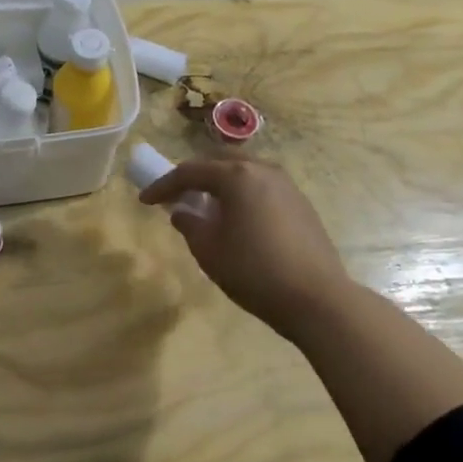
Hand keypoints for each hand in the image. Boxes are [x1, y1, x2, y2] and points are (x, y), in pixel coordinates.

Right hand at [140, 157, 356, 343]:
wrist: (317, 299)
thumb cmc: (254, 271)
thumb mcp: (209, 251)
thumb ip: (189, 225)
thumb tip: (183, 212)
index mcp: (236, 176)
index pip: (189, 172)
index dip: (163, 185)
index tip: (144, 200)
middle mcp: (262, 170)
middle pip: (219, 162)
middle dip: (195, 177)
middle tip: (178, 196)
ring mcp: (286, 185)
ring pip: (244, 173)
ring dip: (221, 185)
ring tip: (208, 208)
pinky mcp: (301, 204)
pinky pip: (262, 188)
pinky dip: (243, 195)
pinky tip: (238, 220)